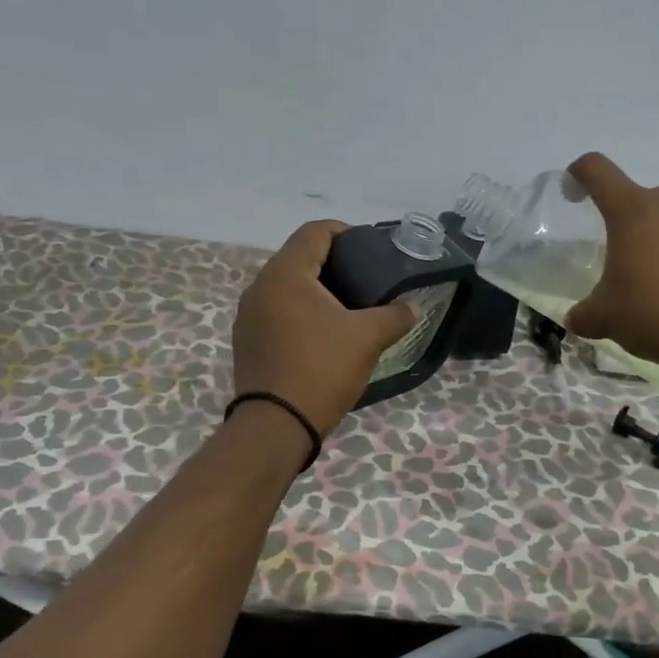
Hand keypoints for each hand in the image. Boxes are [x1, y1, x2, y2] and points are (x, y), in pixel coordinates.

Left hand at [232, 220, 417, 434]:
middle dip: (333, 263)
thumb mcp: (367, 338)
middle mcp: (260, 287)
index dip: (345, 232)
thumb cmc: (321, 369)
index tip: (369, 250)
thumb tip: (412, 307)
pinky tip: (322, 334)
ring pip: (286, 286)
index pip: (314, 232)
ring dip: (316, 290)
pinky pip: (276, 311)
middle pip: (299, 257)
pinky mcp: (246, 340)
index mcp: (286, 274)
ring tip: (347, 309)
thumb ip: (394, 315)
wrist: (276, 425)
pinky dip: (300, 312)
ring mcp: (248, 315)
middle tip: (365, 281)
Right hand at [565, 152, 658, 375]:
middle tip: (632, 264)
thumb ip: (584, 314)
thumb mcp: (607, 320)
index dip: (580, 173)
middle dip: (634, 225)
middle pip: (644, 200)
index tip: (575, 190)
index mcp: (632, 212)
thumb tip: (575, 319)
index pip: (597, 170)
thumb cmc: (657, 315)